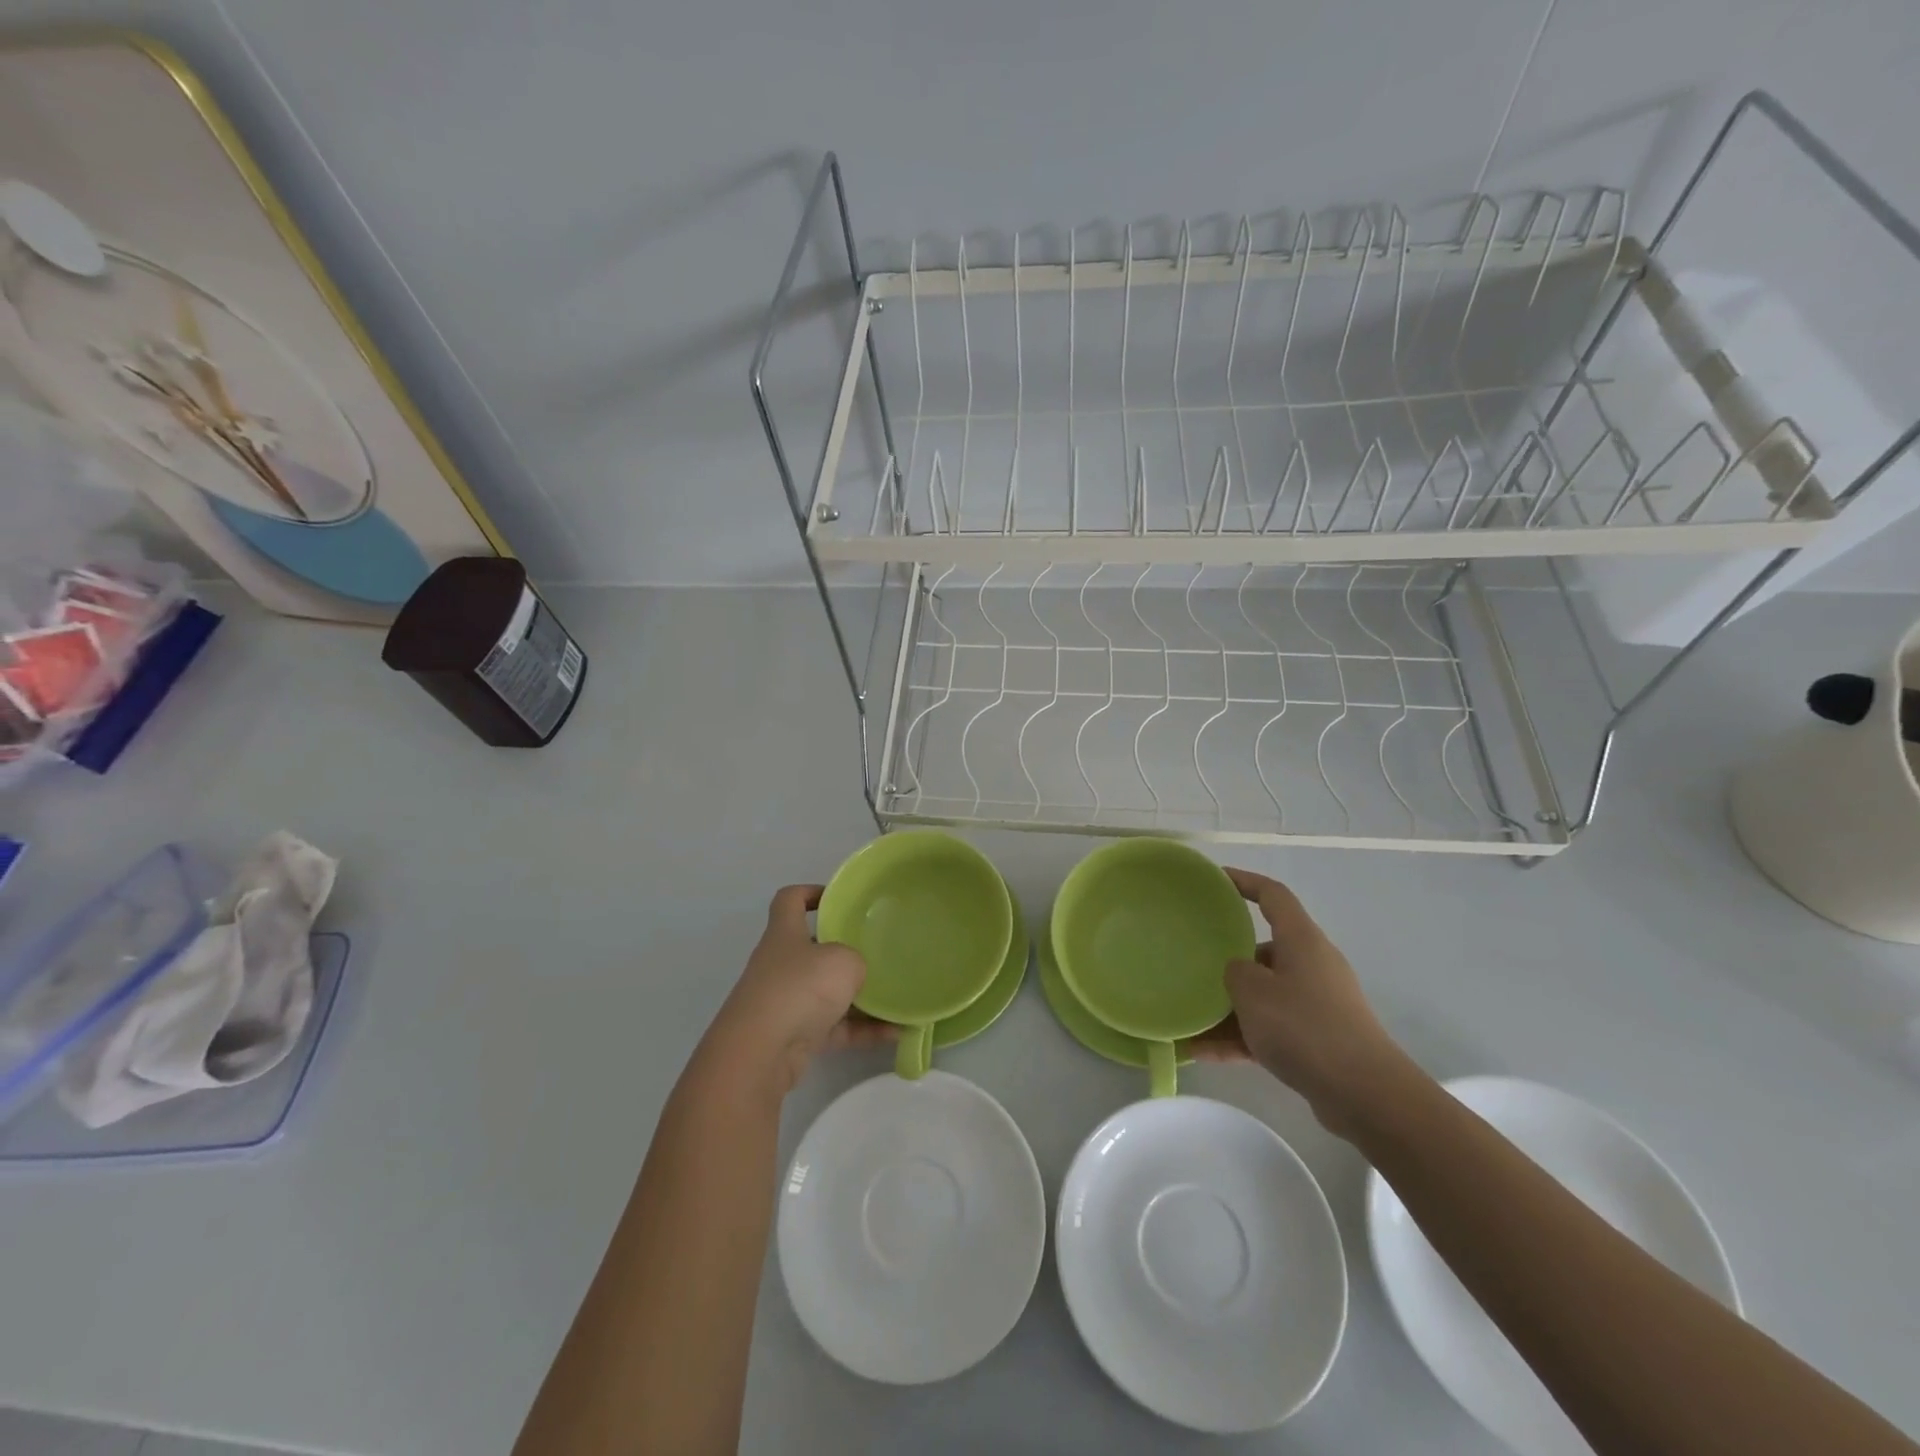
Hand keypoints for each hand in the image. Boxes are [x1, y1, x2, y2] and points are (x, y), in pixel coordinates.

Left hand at [707, 885, 894, 1097]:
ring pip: (827, 992)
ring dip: (860, 998)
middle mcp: (781, 964)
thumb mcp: (843, 960)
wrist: (761, 1053)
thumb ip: (856, 961)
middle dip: (845, 951)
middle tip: (878, 951)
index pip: (790, 899)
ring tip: (897, 997)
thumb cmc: (800, 988)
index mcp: (785, 933)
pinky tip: (895, 1033)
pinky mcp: (794, 1036)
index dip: (811, 892)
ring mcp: (785, 1002)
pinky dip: (862, 1030)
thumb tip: (855, 974)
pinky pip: (835, 1027)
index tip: (838, 899)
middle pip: (813, 948)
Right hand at [1213, 867, 1415, 1134]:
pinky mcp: (1318, 1039)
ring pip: (1263, 995)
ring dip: (1228, 1008)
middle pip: (1263, 950)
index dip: (1243, 881)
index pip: (1273, 895)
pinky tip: (1204, 1054)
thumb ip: (1234, 972)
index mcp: (1302, 941)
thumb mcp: (1253, 992)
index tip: (1214, 881)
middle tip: (1192, 964)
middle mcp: (1312, 965)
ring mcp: (1317, 1003)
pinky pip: (1270, 1028)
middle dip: (1227, 960)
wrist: (1366, 1095)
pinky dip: (1241, 1037)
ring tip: (1189, 1022)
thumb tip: (1237, 972)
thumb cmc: (1305, 1028)